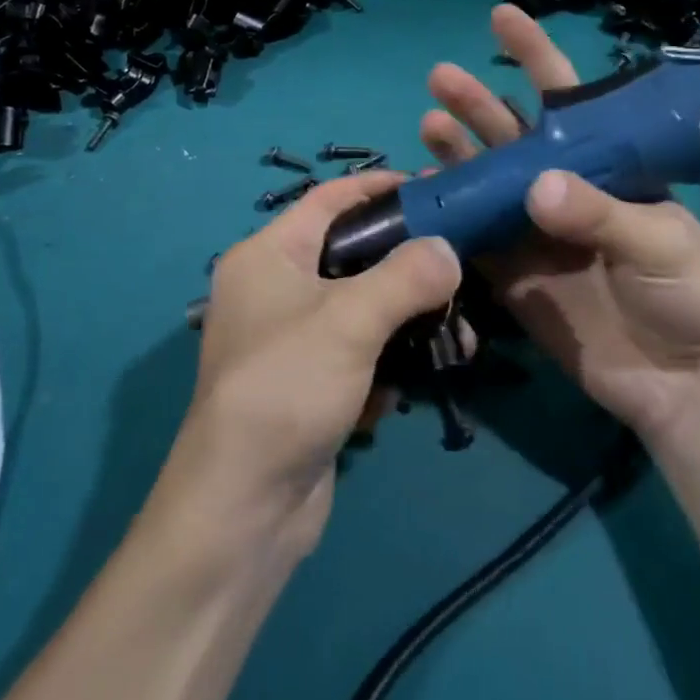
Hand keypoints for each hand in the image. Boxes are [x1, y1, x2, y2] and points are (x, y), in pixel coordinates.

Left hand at [161, 172, 460, 558]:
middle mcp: (273, 289)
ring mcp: (289, 340)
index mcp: (267, 255)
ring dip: (405, 324)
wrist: (243, 512)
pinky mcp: (307, 384)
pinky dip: (383, 365)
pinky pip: (356, 354)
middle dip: (405, 266)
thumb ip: (406, 275)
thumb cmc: (287, 387)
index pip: (328, 199)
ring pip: (361, 310)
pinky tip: (401, 390)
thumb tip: (448, 249)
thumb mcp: (350, 320)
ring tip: (454, 337)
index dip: (377, 187)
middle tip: (456, 266)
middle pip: (351, 256)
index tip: (429, 189)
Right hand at [420, 5, 699, 439]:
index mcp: (607, 167)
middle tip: (441, 78)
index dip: (534, 55)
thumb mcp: (662, 244)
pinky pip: (474, 241)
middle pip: (513, 137)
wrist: (690, 386)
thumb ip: (599, 214)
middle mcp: (564, 190)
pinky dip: (448, 218)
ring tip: (429, 125)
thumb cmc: (694, 296)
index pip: (567, 100)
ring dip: (457, 154)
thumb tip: (536, 187)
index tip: (501, 17)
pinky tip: (422, 196)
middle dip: (479, 104)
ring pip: (486, 182)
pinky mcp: (514, 278)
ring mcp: (534, 234)